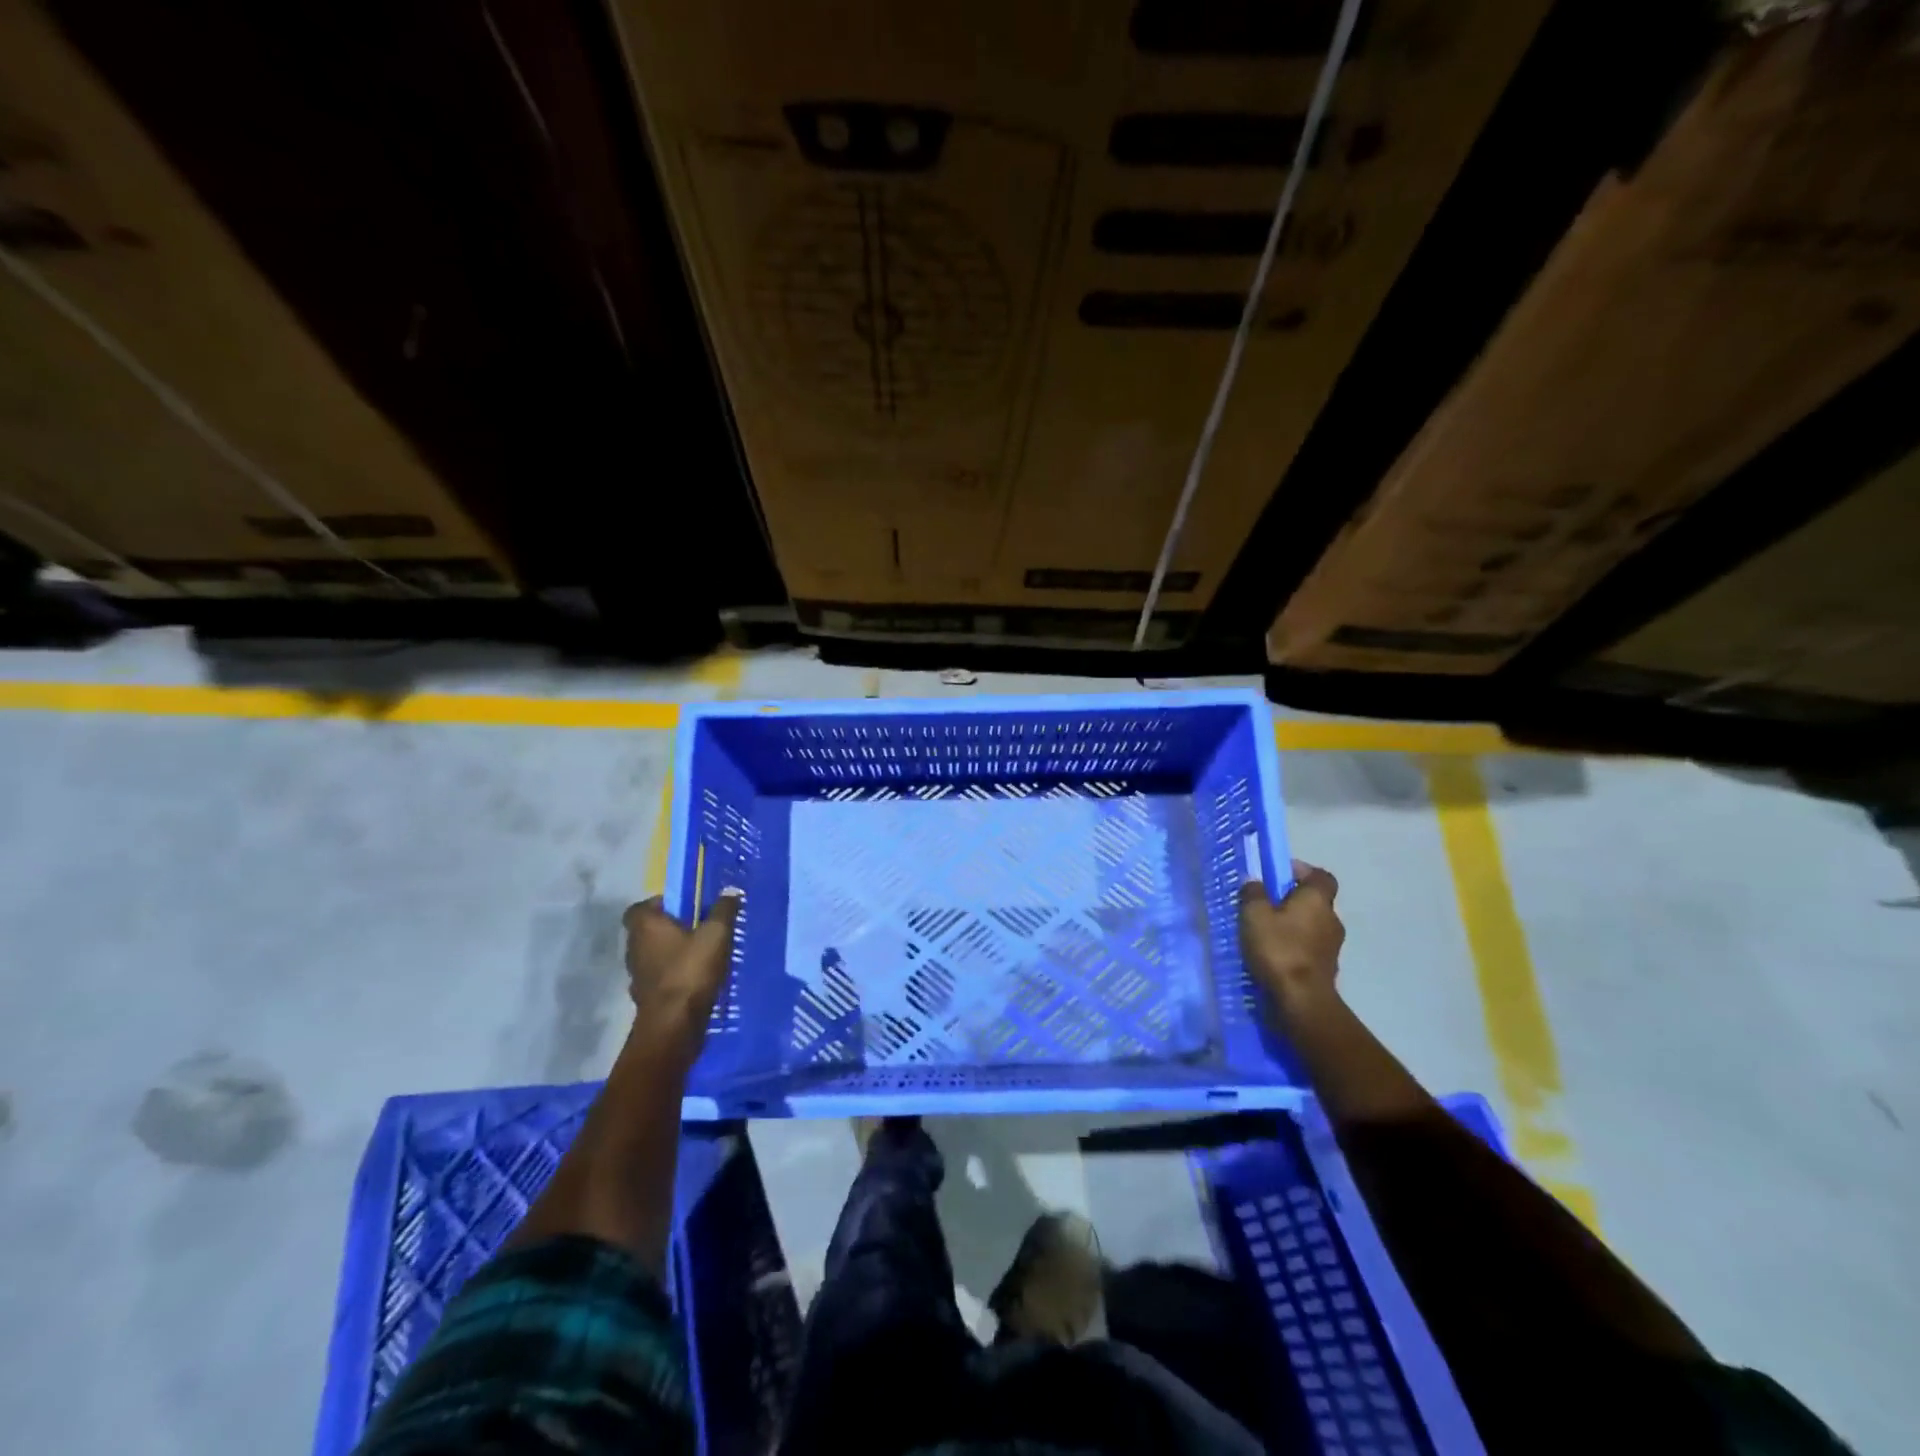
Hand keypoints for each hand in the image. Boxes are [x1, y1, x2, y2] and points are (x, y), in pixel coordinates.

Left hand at [622, 890, 741, 1042]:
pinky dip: (674, 976)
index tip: (685, 908)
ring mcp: (637, 976)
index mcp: (645, 927)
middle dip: (671, 929)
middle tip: (699, 929)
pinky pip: (660, 979)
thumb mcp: (716, 935)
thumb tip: (731, 890)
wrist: (673, 1025)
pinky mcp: (645, 998)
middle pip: (648, 932)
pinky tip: (696, 980)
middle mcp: (634, 948)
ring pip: (654, 956)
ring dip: (673, 954)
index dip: (660, 905)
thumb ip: (723, 910)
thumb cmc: (690, 971)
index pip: (641, 907)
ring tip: (702, 955)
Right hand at [1238, 860, 1343, 1015]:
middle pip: (1315, 900)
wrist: (1302, 1000)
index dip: (1302, 871)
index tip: (1279, 874)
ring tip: (1266, 932)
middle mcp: (1331, 918)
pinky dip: (1295, 946)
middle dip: (1292, 900)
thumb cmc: (1279, 948)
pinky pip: (1309, 947)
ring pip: (1312, 925)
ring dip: (1293, 925)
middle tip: (1265, 904)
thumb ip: (1253, 894)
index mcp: (1317, 899)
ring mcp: (1332, 945)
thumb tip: (1253, 881)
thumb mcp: (1254, 915)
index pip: (1320, 875)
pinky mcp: (1327, 968)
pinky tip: (1275, 955)